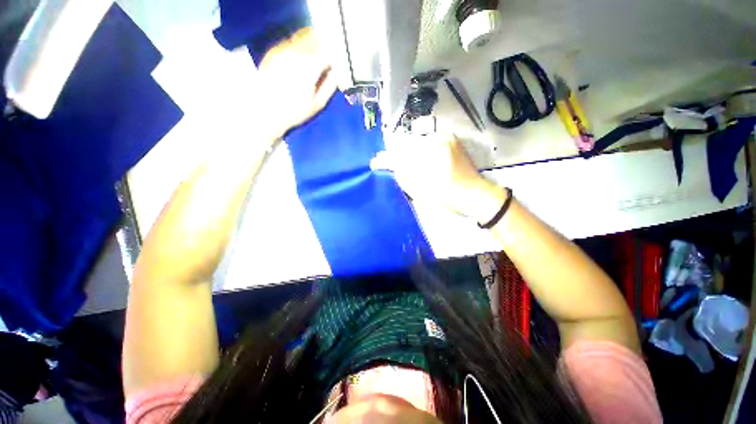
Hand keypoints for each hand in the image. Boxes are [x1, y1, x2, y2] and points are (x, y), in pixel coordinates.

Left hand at [255, 27, 336, 137]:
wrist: (264, 111)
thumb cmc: (294, 112)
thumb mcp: (317, 104)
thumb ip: (329, 85)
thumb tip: (337, 72)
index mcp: (308, 67)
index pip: (327, 53)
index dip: (335, 58)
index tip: (338, 65)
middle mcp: (295, 52)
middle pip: (316, 41)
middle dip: (325, 48)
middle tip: (330, 60)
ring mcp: (282, 50)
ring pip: (303, 38)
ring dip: (314, 44)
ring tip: (317, 58)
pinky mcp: (273, 51)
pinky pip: (292, 42)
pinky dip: (301, 47)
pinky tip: (302, 60)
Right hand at [371, 134, 508, 223]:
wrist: (476, 194)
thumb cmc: (449, 198)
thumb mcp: (422, 193)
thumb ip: (404, 178)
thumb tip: (393, 167)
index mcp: (430, 157)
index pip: (401, 155)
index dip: (386, 159)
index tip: (374, 162)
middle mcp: (437, 141)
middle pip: (408, 145)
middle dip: (395, 153)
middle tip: (384, 160)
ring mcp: (445, 138)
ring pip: (417, 142)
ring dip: (406, 151)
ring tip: (398, 161)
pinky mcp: (451, 139)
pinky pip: (428, 142)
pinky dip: (418, 149)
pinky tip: (415, 158)